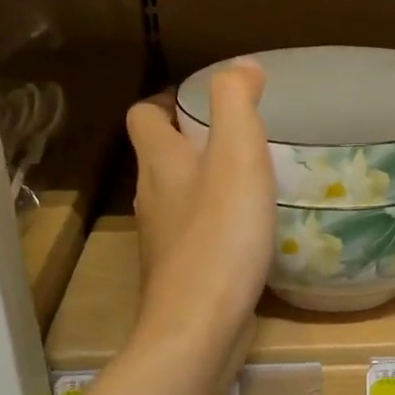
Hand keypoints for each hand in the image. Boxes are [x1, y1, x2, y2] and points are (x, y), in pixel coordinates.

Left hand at [126, 62, 274, 354]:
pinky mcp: (181, 272)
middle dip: (194, 140)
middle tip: (240, 138)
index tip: (206, 102)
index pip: (144, 116)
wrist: (199, 327)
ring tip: (250, 179)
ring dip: (207, 182)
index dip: (168, 101)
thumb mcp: (237, 155)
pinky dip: (216, 221)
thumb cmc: (221, 234)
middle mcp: (152, 197)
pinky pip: (195, 232)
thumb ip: (236, 103)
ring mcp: (163, 239)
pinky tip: (248, 230)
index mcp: (160, 162)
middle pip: (161, 156)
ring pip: (178, 195)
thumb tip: (242, 67)